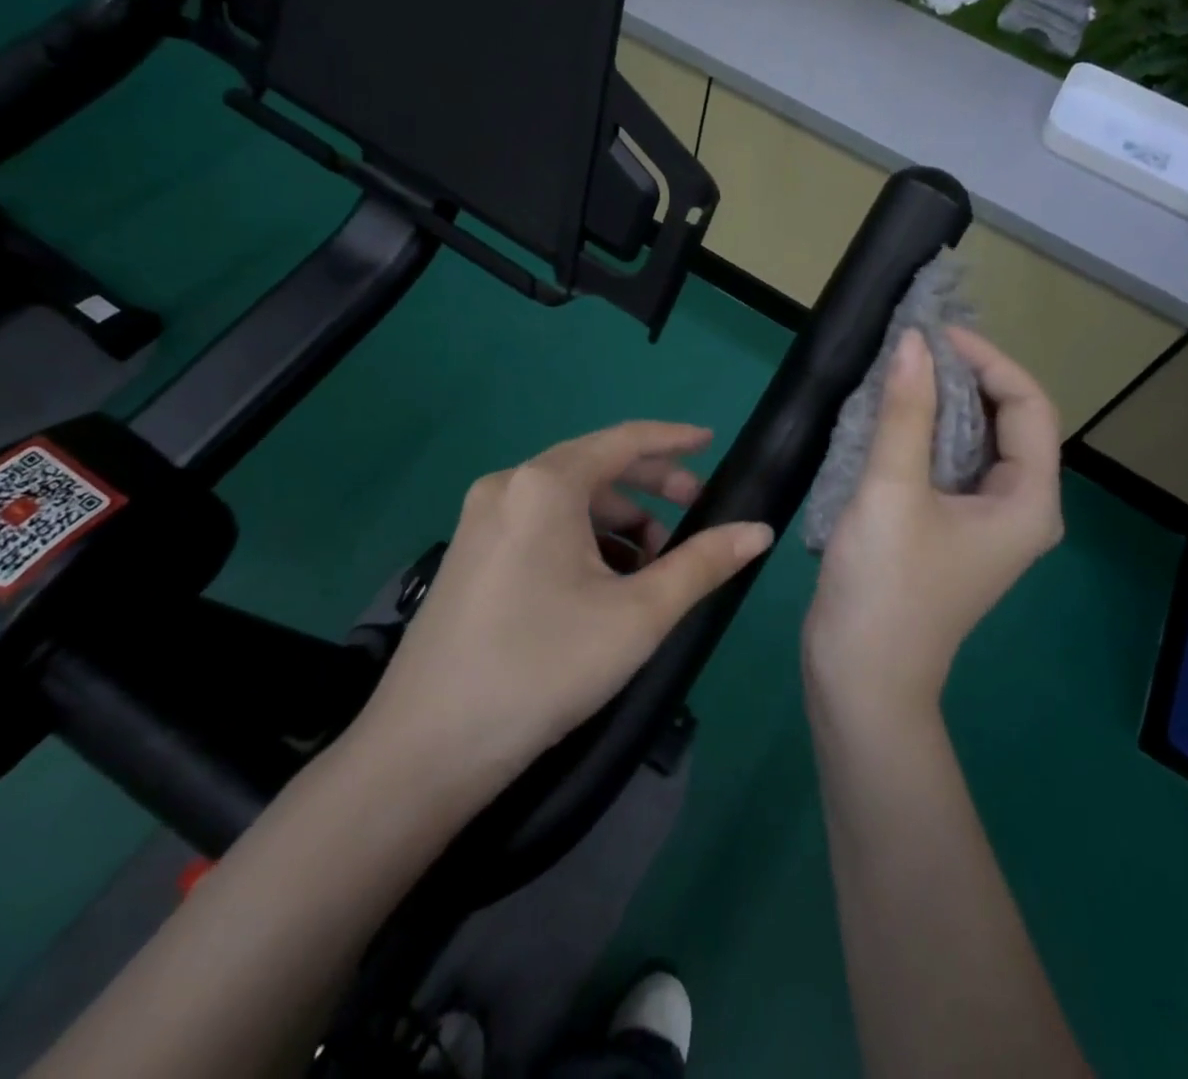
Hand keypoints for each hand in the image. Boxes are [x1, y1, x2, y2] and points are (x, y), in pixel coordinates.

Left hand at [350, 422, 773, 790]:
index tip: (711, 442)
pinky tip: (604, 584)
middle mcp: (508, 485)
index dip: (673, 439)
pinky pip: (541, 524)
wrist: (427, 748)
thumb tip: (759, 530)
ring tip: (652, 568)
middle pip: (595, 467)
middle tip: (696, 514)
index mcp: (544, 484)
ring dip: (618, 522)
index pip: (623, 440)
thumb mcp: (638, 615)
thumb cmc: (543, 668)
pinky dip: (582, 540)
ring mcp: (481, 519)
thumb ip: (703, 564)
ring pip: (568, 501)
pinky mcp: (470, 552)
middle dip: (651, 488)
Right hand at [805, 328, 1063, 726]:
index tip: (934, 334)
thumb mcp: (892, 491)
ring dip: (939, 404)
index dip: (987, 360)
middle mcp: (1017, 509)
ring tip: (897, 373)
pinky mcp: (947, 531)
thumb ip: (905, 412)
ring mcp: (982, 523)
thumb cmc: (886, 586)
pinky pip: (946, 466)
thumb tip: (912, 342)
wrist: (860, 676)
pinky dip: (922, 434)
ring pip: (972, 443)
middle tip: (911, 348)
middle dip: (963, 378)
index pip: (1028, 406)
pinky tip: (886, 418)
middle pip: (1006, 422)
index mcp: (1027, 501)